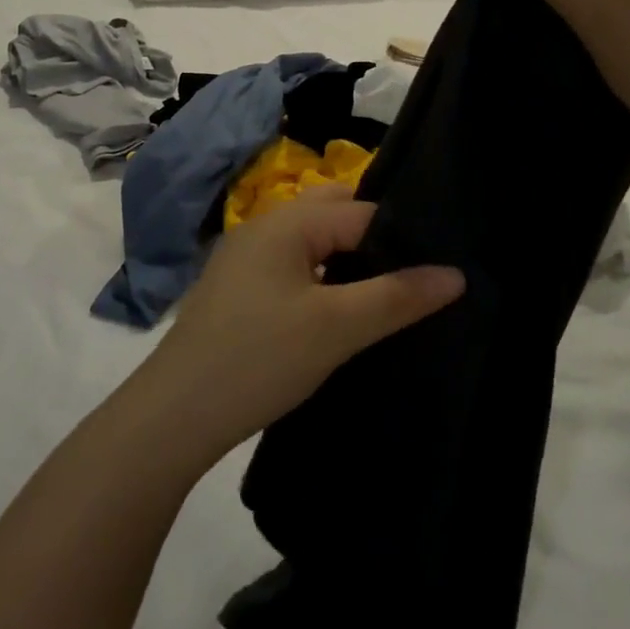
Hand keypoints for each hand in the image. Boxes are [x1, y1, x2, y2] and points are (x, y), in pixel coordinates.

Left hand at [137, 185, 462, 456]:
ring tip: (389, 291)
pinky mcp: (239, 291)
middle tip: (418, 272)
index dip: (401, 235)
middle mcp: (264, 227)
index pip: (360, 211)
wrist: (173, 417)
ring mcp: (246, 259)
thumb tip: (456, 274)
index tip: (440, 262)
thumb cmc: (259, 359)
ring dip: (348, 260)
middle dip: (374, 238)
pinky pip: (294, 268)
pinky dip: (323, 279)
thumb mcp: (336, 328)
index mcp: (286, 222)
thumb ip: (397, 296)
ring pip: (312, 244)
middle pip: (333, 215)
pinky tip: (341, 310)